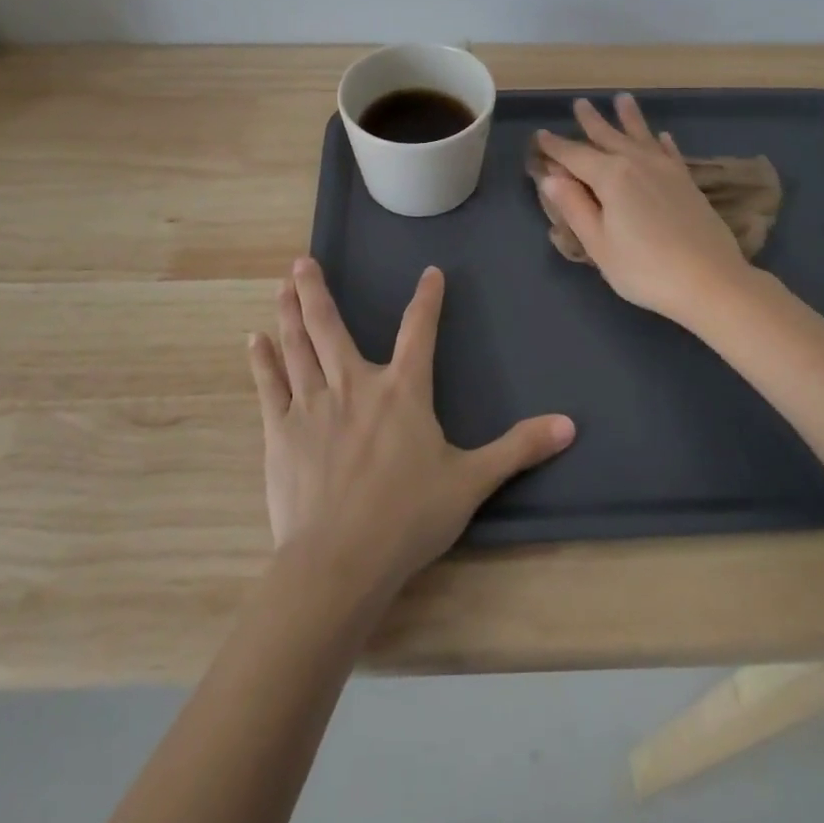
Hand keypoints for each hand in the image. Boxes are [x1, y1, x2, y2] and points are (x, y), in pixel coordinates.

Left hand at [248, 257, 575, 600]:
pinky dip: (261, 361)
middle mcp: (354, 384)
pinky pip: (269, 386)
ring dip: (290, 313)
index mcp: (402, 390)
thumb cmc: (409, 517)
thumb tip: (570, 425)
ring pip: (298, 346)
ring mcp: (311, 405)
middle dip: (317, 291)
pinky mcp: (281, 432)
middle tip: (301, 261)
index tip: (430, 272)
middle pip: (331, 326)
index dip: (427, 299)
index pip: (419, 330)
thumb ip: (518, 448)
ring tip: (281, 285)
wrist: (340, 561)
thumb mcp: (472, 481)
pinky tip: (253, 340)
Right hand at [534, 93, 753, 326]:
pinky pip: (670, 153)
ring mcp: (666, 171)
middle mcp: (638, 163)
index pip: (575, 156)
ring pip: (642, 137)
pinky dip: (662, 142)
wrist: (710, 280)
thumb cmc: (644, 268)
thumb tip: (550, 177)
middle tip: (580, 103)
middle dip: (592, 122)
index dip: (555, 147)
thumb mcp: (598, 243)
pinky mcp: (687, 183)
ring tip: (622, 99)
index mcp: (610, 176)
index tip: (540, 136)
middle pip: (609, 137)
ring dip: (629, 118)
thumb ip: (574, 207)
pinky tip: (662, 136)